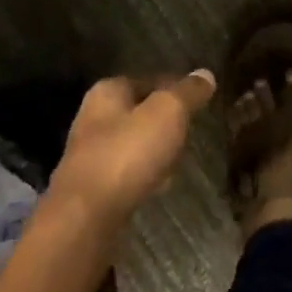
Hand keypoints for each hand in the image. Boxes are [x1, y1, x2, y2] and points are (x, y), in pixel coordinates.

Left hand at [47, 71, 215, 228]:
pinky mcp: (92, 189)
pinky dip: (144, 176)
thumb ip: (188, 92)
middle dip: (164, 122)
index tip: (198, 101)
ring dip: (155, 151)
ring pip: (134, 144)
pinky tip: (158, 187)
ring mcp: (90, 155)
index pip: (149, 80)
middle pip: (139, 113)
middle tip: (188, 132)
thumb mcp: (168, 112)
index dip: (175, 88)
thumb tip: (205, 74)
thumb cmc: (128, 153)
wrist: (86, 217)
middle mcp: (94, 118)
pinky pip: (127, 173)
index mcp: (108, 91)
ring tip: (178, 161)